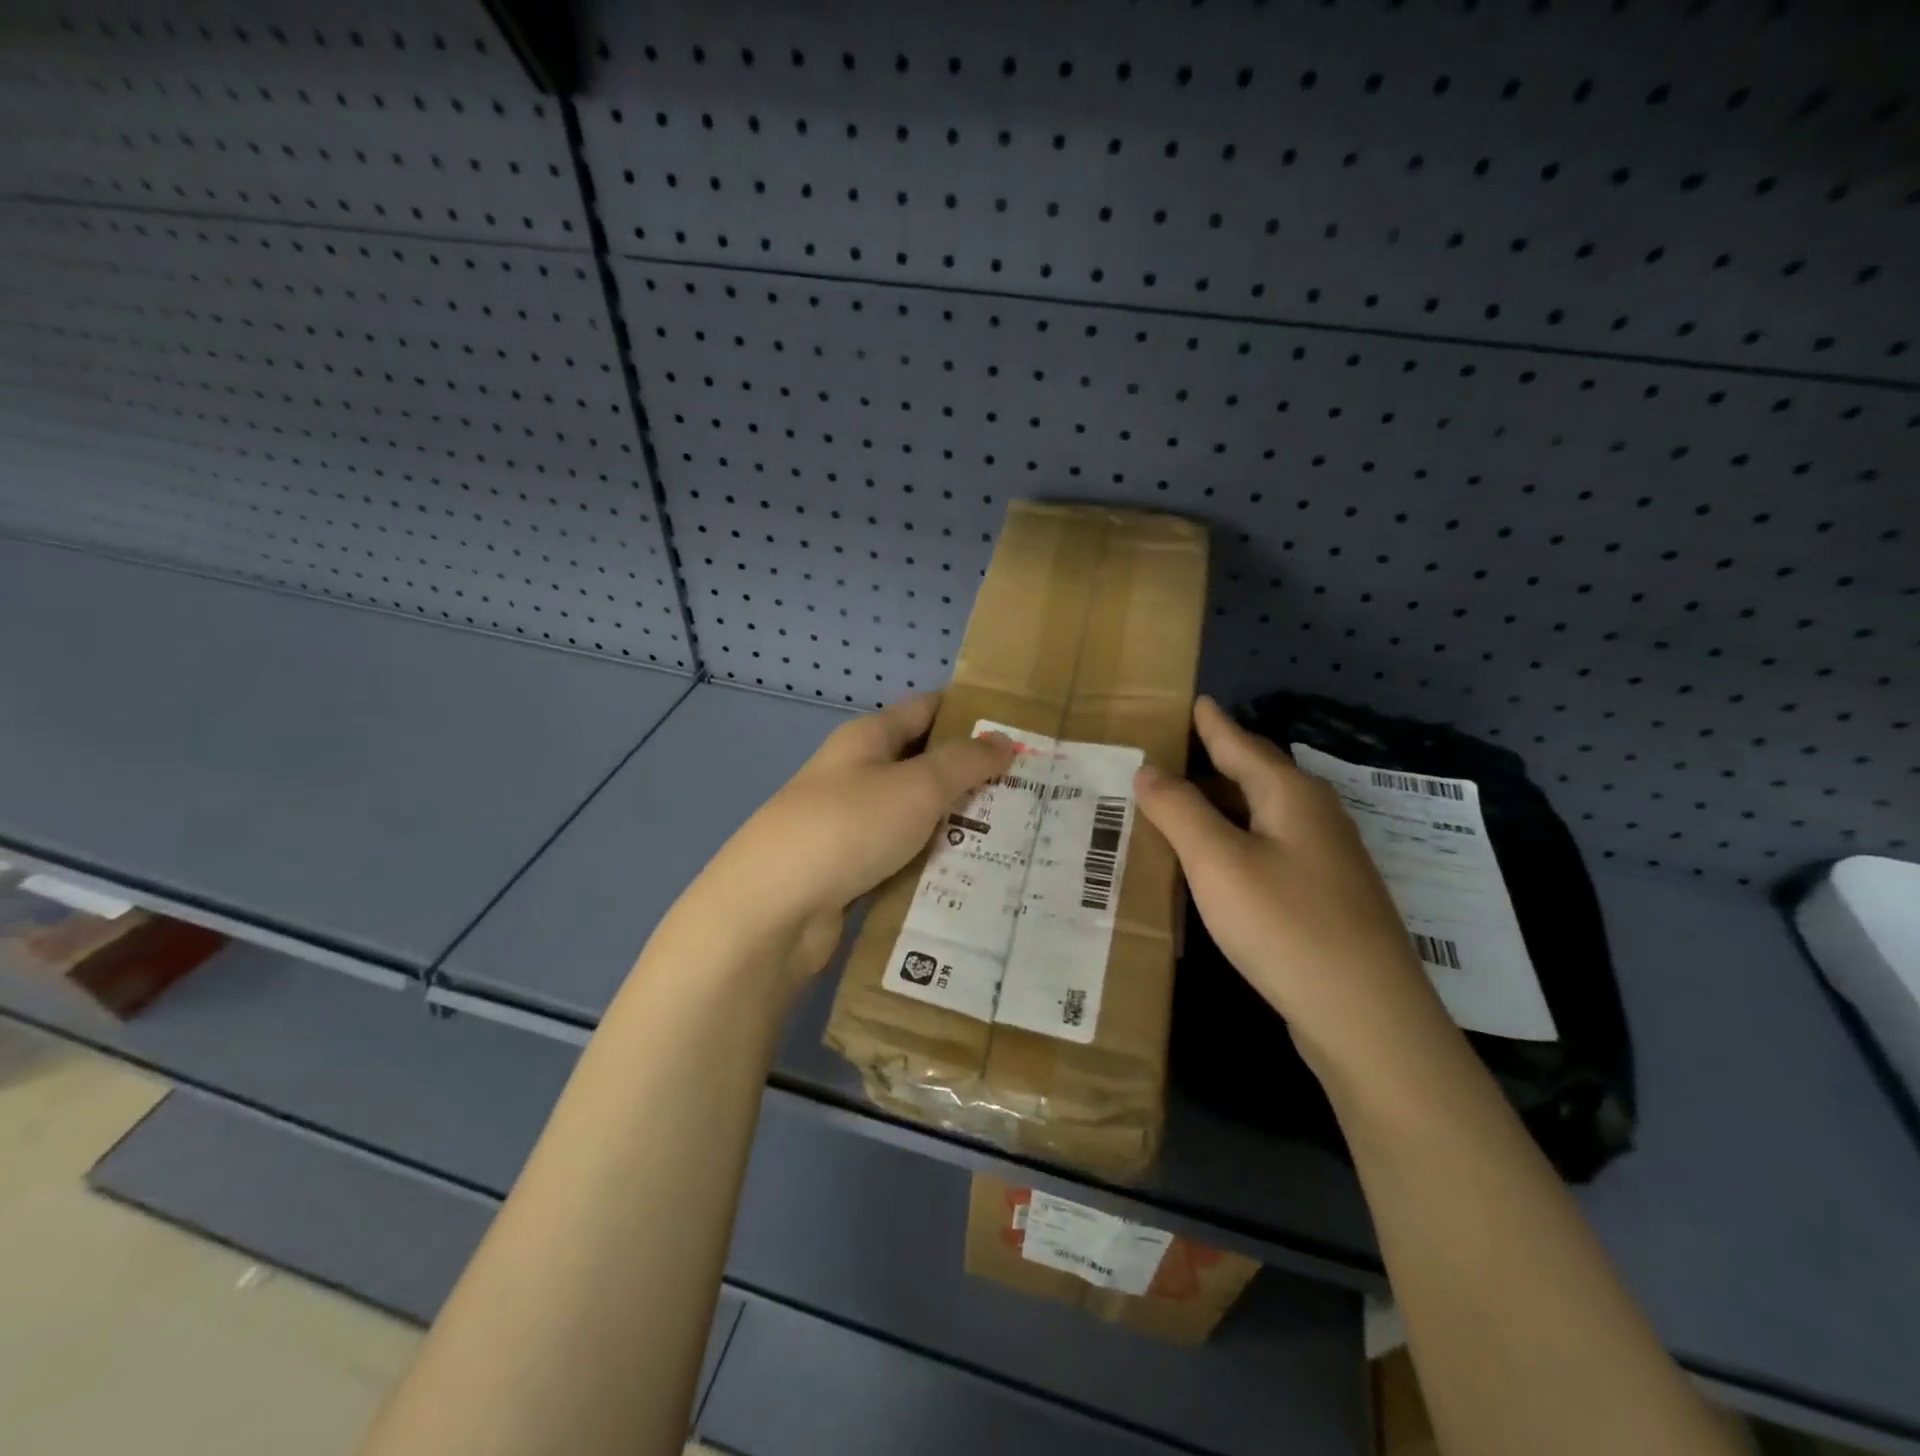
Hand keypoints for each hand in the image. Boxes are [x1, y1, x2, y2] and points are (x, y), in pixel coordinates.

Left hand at [696, 692, 1015, 983]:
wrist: (773, 910)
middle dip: (973, 776)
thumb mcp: (917, 786)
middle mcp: (856, 775)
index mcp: (867, 738)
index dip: (970, 714)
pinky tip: (973, 877)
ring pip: (916, 816)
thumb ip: (965, 762)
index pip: (926, 709)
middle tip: (1031, 790)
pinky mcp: (850, 871)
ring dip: (957, 825)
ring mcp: (850, 825)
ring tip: (1018, 836)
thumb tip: (1004, 739)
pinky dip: (933, 862)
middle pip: (923, 765)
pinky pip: (903, 858)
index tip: (1019, 729)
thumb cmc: (848, 827)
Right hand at [1133, 697, 1448, 1073]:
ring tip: (1187, 801)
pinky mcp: (1328, 898)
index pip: (1242, 746)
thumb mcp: (1218, 862)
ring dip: (1226, 804)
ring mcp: (1328, 860)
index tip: (1197, 701)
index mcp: (1291, 796)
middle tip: (1176, 751)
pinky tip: (1221, 861)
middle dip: (1219, 761)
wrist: (1366, 1015)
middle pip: (1259, 777)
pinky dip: (1238, 840)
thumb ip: (1179, 811)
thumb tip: (1148, 770)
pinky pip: (1272, 849)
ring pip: (1266, 815)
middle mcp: (1315, 818)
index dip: (1214, 725)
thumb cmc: (1286, 924)